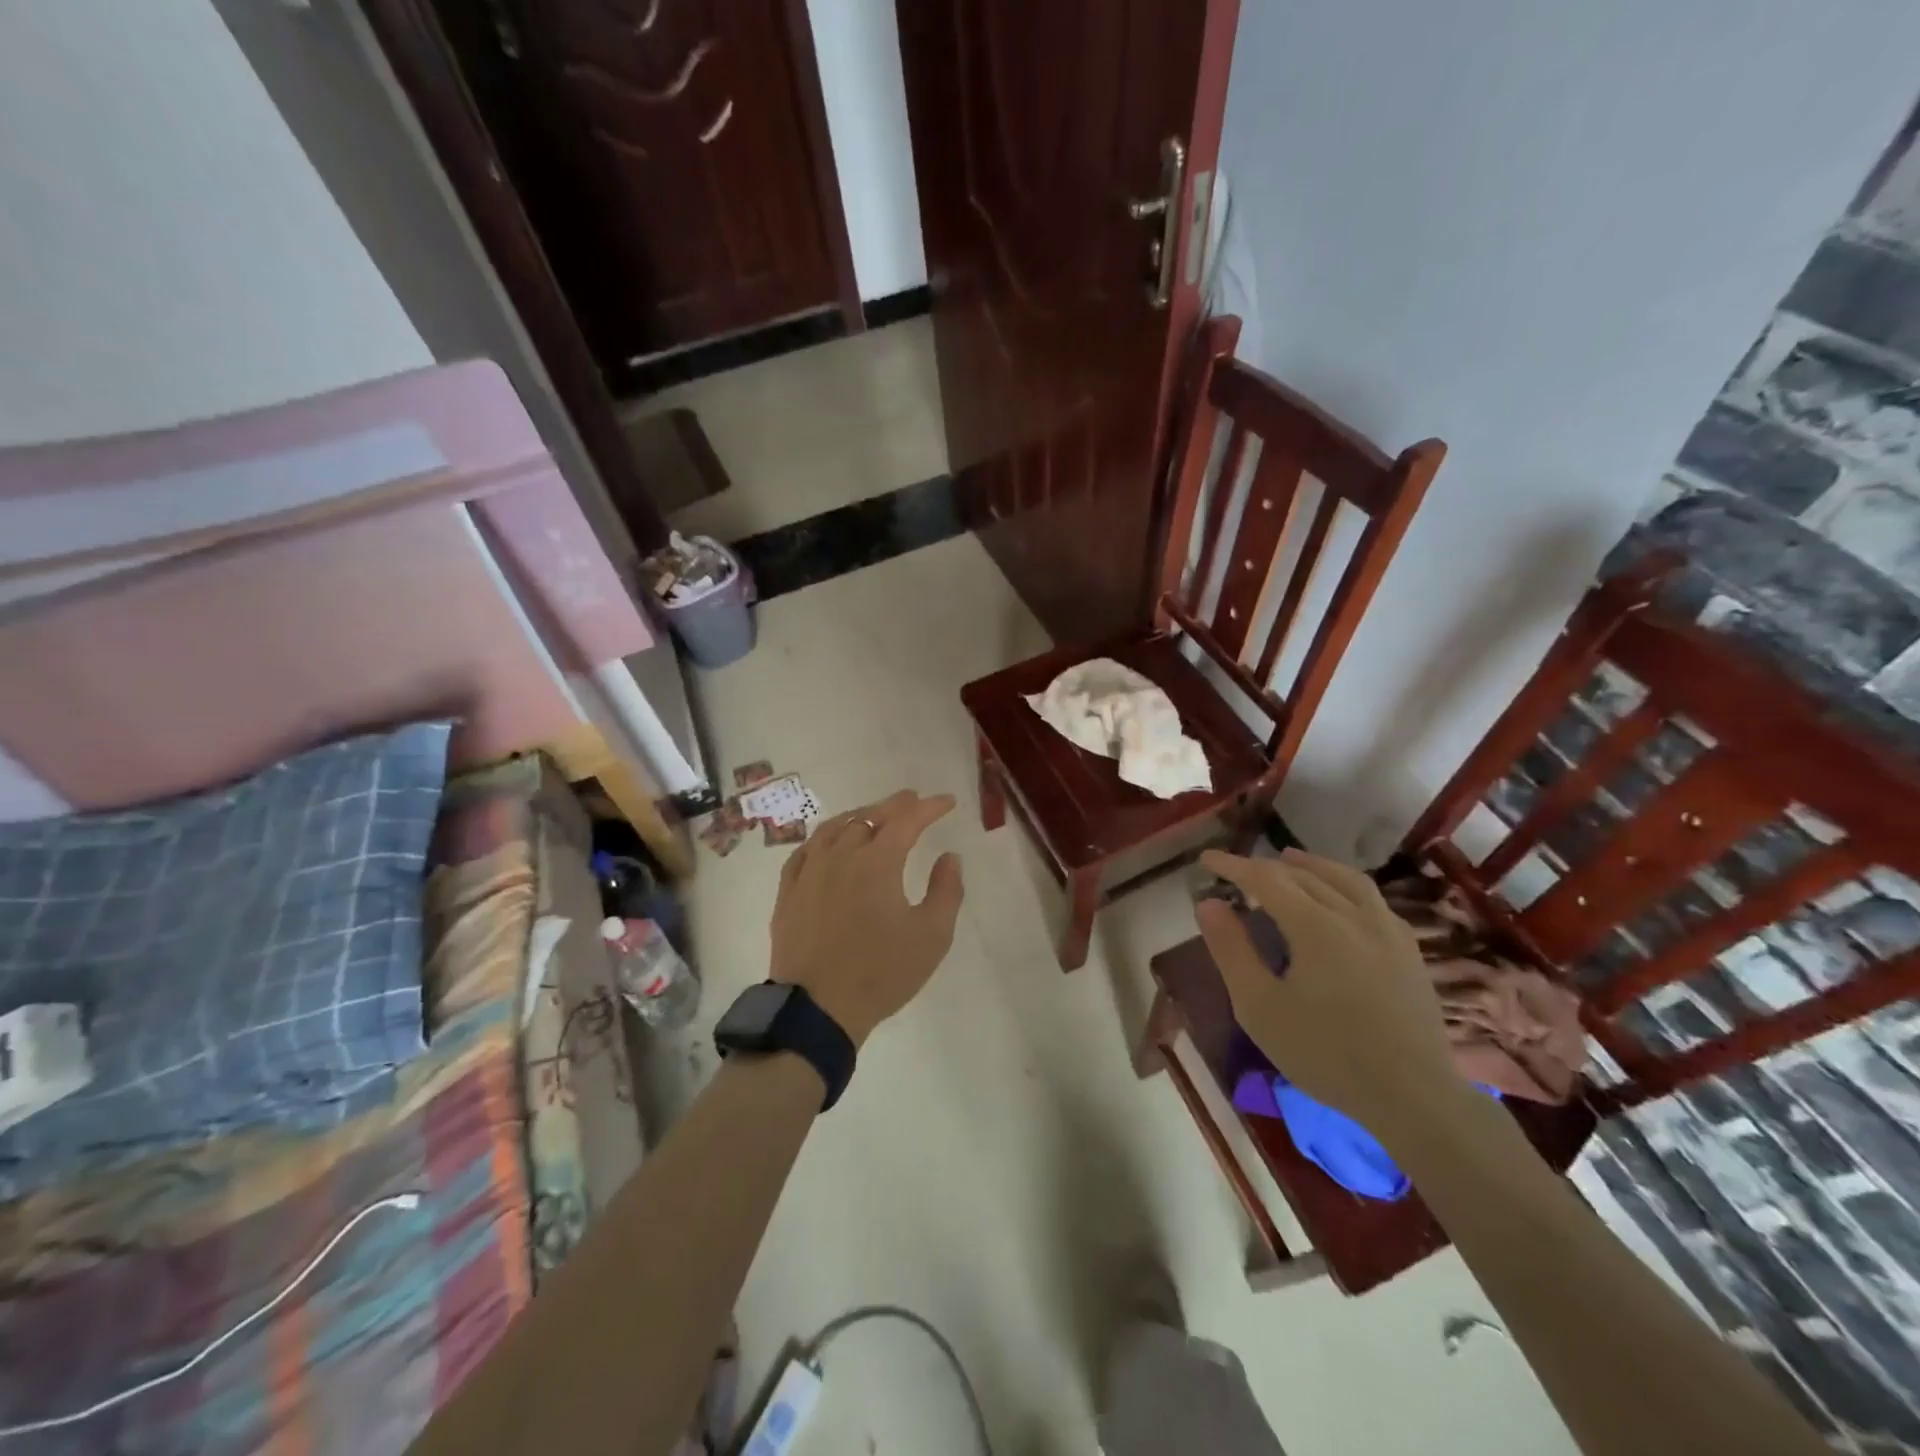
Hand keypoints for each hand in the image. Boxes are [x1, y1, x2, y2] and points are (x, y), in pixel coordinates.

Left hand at [769, 790, 965, 1047]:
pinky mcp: (788, 892)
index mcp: (877, 862)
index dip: (929, 807)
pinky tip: (828, 843)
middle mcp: (840, 856)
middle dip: (895, 805)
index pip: (907, 820)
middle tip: (912, 800)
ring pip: (834, 828)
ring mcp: (809, 872)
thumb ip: (947, 890)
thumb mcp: (932, 936)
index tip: (947, 802)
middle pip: (869, 817)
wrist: (818, 1009)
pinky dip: (824, 838)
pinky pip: (805, 850)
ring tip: (872, 814)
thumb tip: (949, 856)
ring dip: (858, 815)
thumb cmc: (881, 972)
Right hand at [1194, 848, 1460, 1137]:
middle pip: (1303, 874)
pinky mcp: (1409, 951)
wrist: (1413, 1097)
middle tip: (1238, 870)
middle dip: (1266, 867)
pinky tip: (1340, 899)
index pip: (1266, 878)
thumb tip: (1208, 904)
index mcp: (1315, 925)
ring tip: (1289, 860)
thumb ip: (1232, 950)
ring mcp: (1388, 930)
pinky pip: (1371, 899)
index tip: (1207, 859)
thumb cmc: (1325, 1053)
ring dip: (1311, 865)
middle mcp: (1354, 915)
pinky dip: (1343, 885)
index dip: (1233, 865)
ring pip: (1344, 879)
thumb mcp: (1259, 1007)